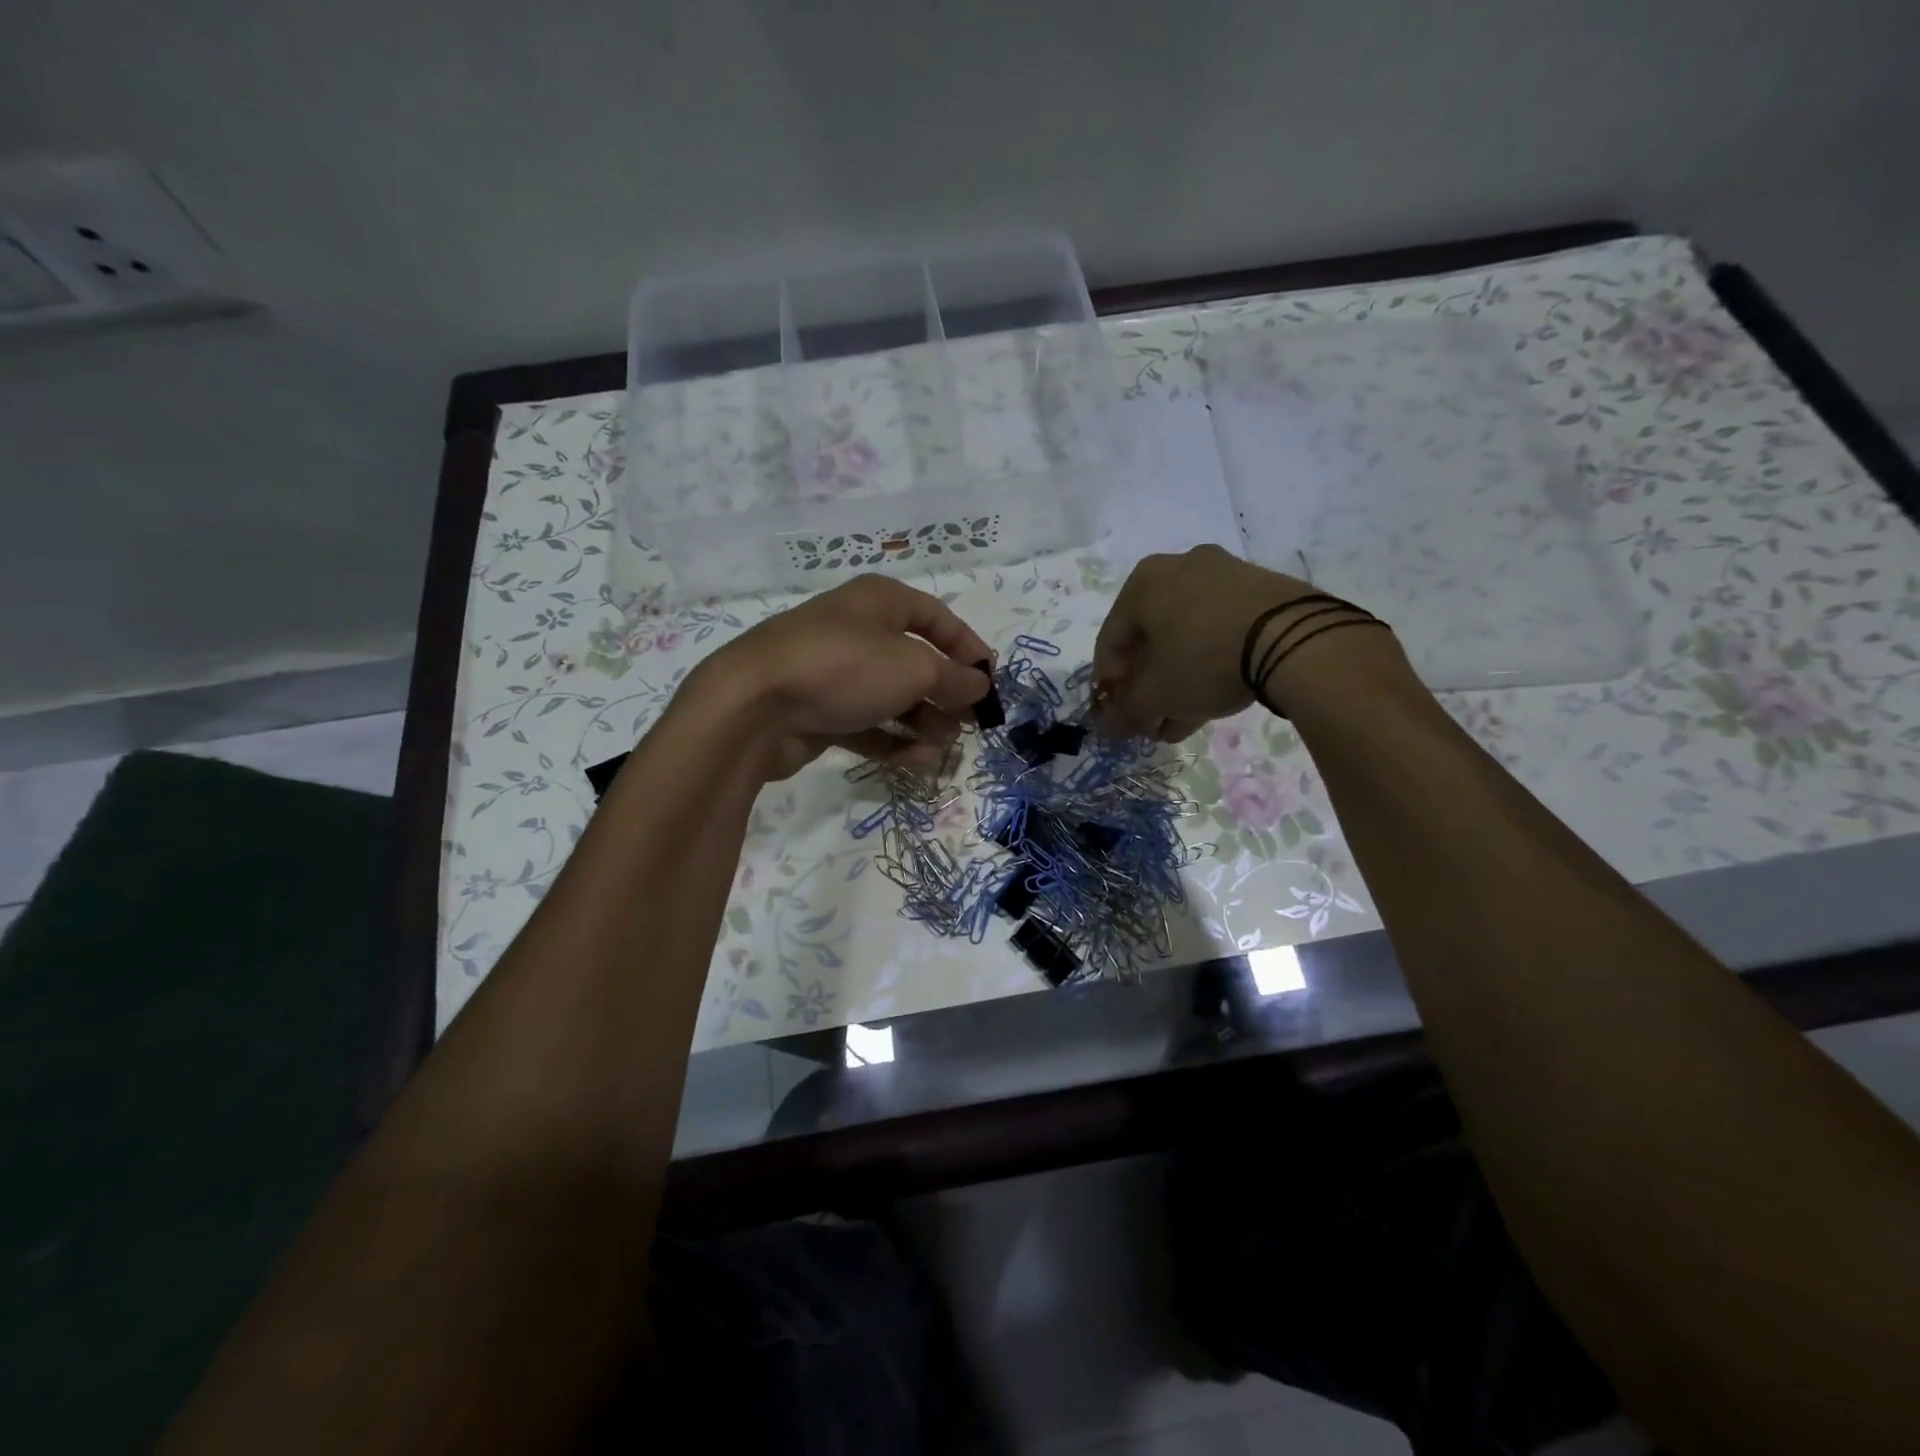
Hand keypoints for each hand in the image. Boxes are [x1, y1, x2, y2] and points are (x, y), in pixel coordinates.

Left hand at [683, 575, 992, 779]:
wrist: (753, 707)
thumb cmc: (843, 668)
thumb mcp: (913, 668)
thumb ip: (954, 678)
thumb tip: (979, 684)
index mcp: (880, 602)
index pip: (937, 618)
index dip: (968, 647)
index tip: (991, 680)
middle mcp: (858, 631)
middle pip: (916, 661)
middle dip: (946, 694)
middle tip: (968, 724)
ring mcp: (835, 673)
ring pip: (892, 697)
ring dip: (924, 723)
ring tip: (942, 749)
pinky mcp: (819, 712)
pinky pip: (868, 724)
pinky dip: (894, 741)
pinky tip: (917, 762)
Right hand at [1094, 545, 1391, 736]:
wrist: (1294, 639)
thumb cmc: (1203, 660)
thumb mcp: (1156, 695)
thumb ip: (1125, 712)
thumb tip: (1108, 727)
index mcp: (1142, 583)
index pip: (1110, 641)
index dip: (1108, 684)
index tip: (1115, 715)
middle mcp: (1179, 567)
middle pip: (1151, 639)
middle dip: (1148, 686)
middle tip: (1150, 720)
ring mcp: (1224, 574)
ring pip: (1187, 637)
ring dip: (1178, 681)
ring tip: (1181, 721)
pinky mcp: (1261, 589)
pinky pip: (1220, 630)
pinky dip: (1210, 663)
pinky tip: (1212, 700)